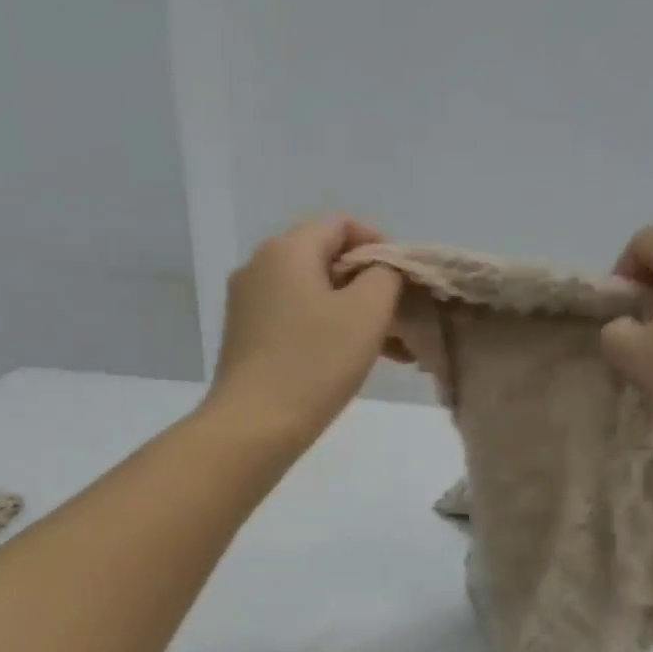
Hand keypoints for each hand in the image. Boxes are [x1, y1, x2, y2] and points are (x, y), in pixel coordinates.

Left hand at [205, 215, 401, 447]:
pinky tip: (355, 360)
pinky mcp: (246, 338)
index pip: (341, 225)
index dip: (380, 244)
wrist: (253, 427)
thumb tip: (382, 269)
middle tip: (402, 318)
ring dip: (354, 313)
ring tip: (392, 349)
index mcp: (286, 249)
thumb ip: (386, 275)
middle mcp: (259, 267)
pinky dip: (328, 330)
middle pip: (326, 259)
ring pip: (313, 294)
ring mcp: (248, 304)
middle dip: (370, 285)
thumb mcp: (367, 312)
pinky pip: (296, 319)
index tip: (406, 280)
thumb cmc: (314, 363)